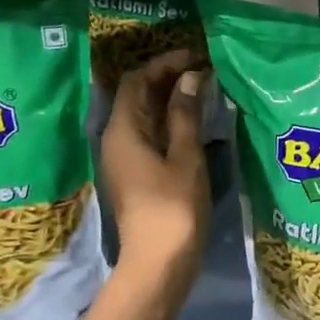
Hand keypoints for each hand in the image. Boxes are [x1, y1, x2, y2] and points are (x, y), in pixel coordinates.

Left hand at [100, 48, 210, 298]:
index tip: (196, 57)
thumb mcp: (185, 157)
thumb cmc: (173, 207)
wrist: (159, 263)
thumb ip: (186, 115)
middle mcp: (115, 139)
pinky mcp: (135, 175)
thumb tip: (190, 77)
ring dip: (170, 100)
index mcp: (123, 130)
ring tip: (203, 91)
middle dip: (168, 78)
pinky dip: (170, 122)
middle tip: (204, 71)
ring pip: (144, 116)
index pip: (136, 80)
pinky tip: (195, 123)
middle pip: (137, 96)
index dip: (164, 63)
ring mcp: (124, 159)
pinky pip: (149, 135)